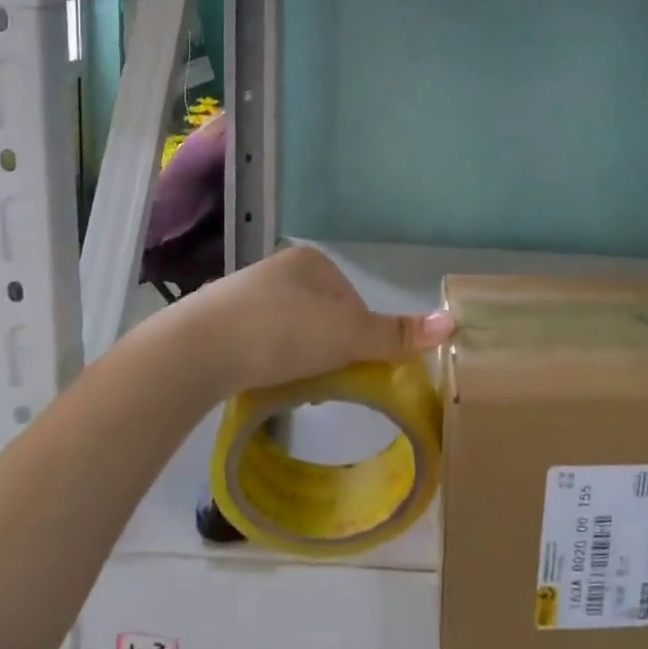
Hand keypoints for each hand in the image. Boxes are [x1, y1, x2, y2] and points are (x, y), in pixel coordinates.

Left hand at [167, 245, 451, 397]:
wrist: (194, 352)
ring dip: (298, 359)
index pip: (353, 302)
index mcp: (311, 262)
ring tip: (291, 386)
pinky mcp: (218, 325)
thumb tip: (453, 322)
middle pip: (324, 318)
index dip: (359, 338)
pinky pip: (259, 345)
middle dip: (328, 351)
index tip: (350, 367)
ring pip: (291, 334)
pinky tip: (261, 382)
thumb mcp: (345, 336)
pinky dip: (268, 364)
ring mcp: (244, 296)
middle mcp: (278, 271)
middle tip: (322, 383)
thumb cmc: (279, 333)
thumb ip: (395, 334)